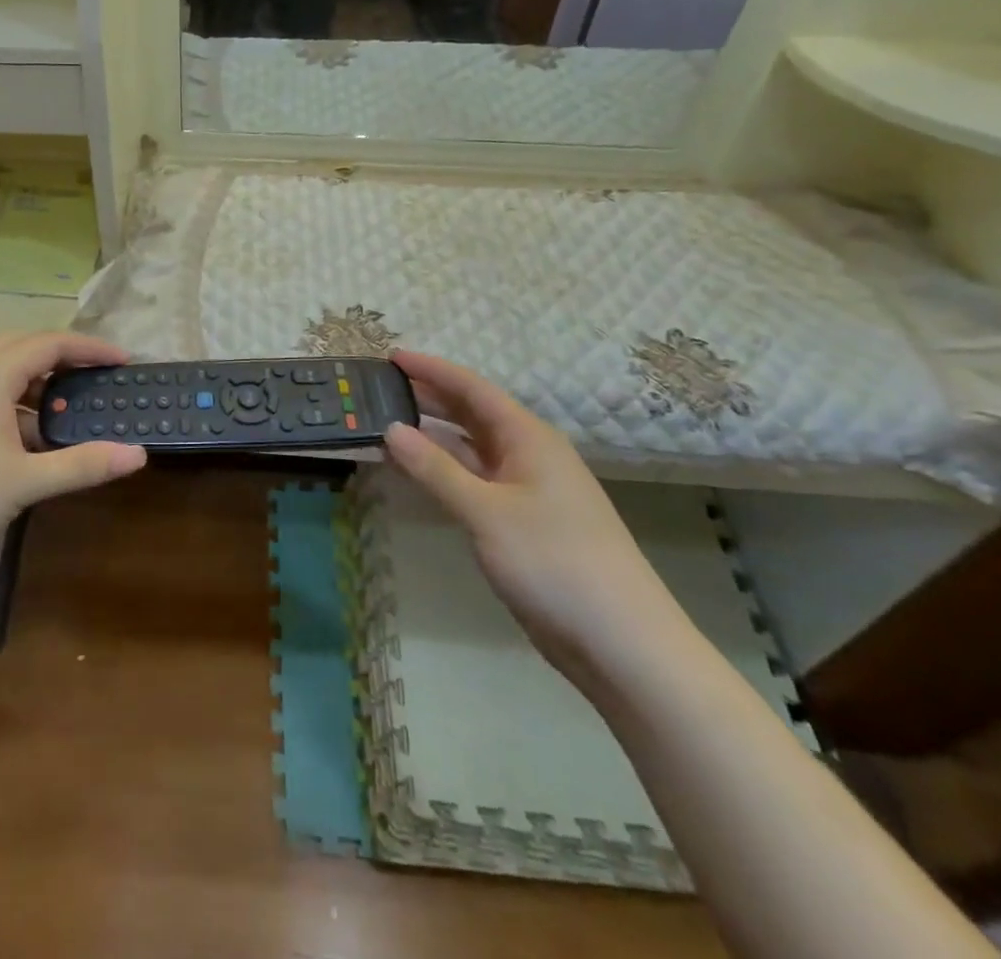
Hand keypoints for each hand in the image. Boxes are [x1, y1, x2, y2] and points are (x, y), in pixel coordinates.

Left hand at [0, 333, 147, 570]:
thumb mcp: (26, 483)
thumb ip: (83, 464)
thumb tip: (138, 455)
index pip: (50, 343)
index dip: (90, 348)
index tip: (123, 360)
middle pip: (24, 345)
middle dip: (63, 355)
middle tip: (95, 375)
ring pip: (1, 366)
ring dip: (36, 378)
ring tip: (64, 407)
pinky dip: (14, 397)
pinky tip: (24, 435)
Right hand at [382, 350, 687, 686]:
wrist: (621, 643)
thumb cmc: (554, 562)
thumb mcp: (486, 512)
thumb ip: (435, 469)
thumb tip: (390, 429)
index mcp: (528, 438)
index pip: (472, 388)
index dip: (431, 369)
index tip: (391, 356)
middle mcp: (529, 454)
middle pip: (471, 413)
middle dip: (428, 397)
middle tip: (380, 388)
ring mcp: (527, 489)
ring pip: (471, 448)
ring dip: (432, 436)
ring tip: (386, 424)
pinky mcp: (522, 522)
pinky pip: (474, 480)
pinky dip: (444, 471)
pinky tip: (415, 472)